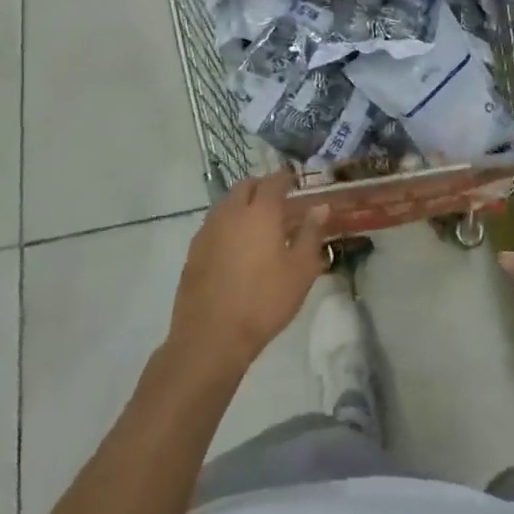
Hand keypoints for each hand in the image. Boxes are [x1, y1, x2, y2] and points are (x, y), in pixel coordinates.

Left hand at [169, 172, 330, 374]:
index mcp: (260, 212)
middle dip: (262, 187)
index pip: (274, 181)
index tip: (296, 181)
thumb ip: (311, 234)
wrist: (211, 335)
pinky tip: (237, 246)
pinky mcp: (194, 250)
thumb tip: (320, 207)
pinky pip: (214, 224)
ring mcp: (208, 230)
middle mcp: (231, 212)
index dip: (286, 178)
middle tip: (279, 200)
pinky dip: (228, 223)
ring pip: (227, 203)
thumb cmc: (264, 301)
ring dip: (243, 204)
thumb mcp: (301, 270)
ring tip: (259, 224)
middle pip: (246, 186)